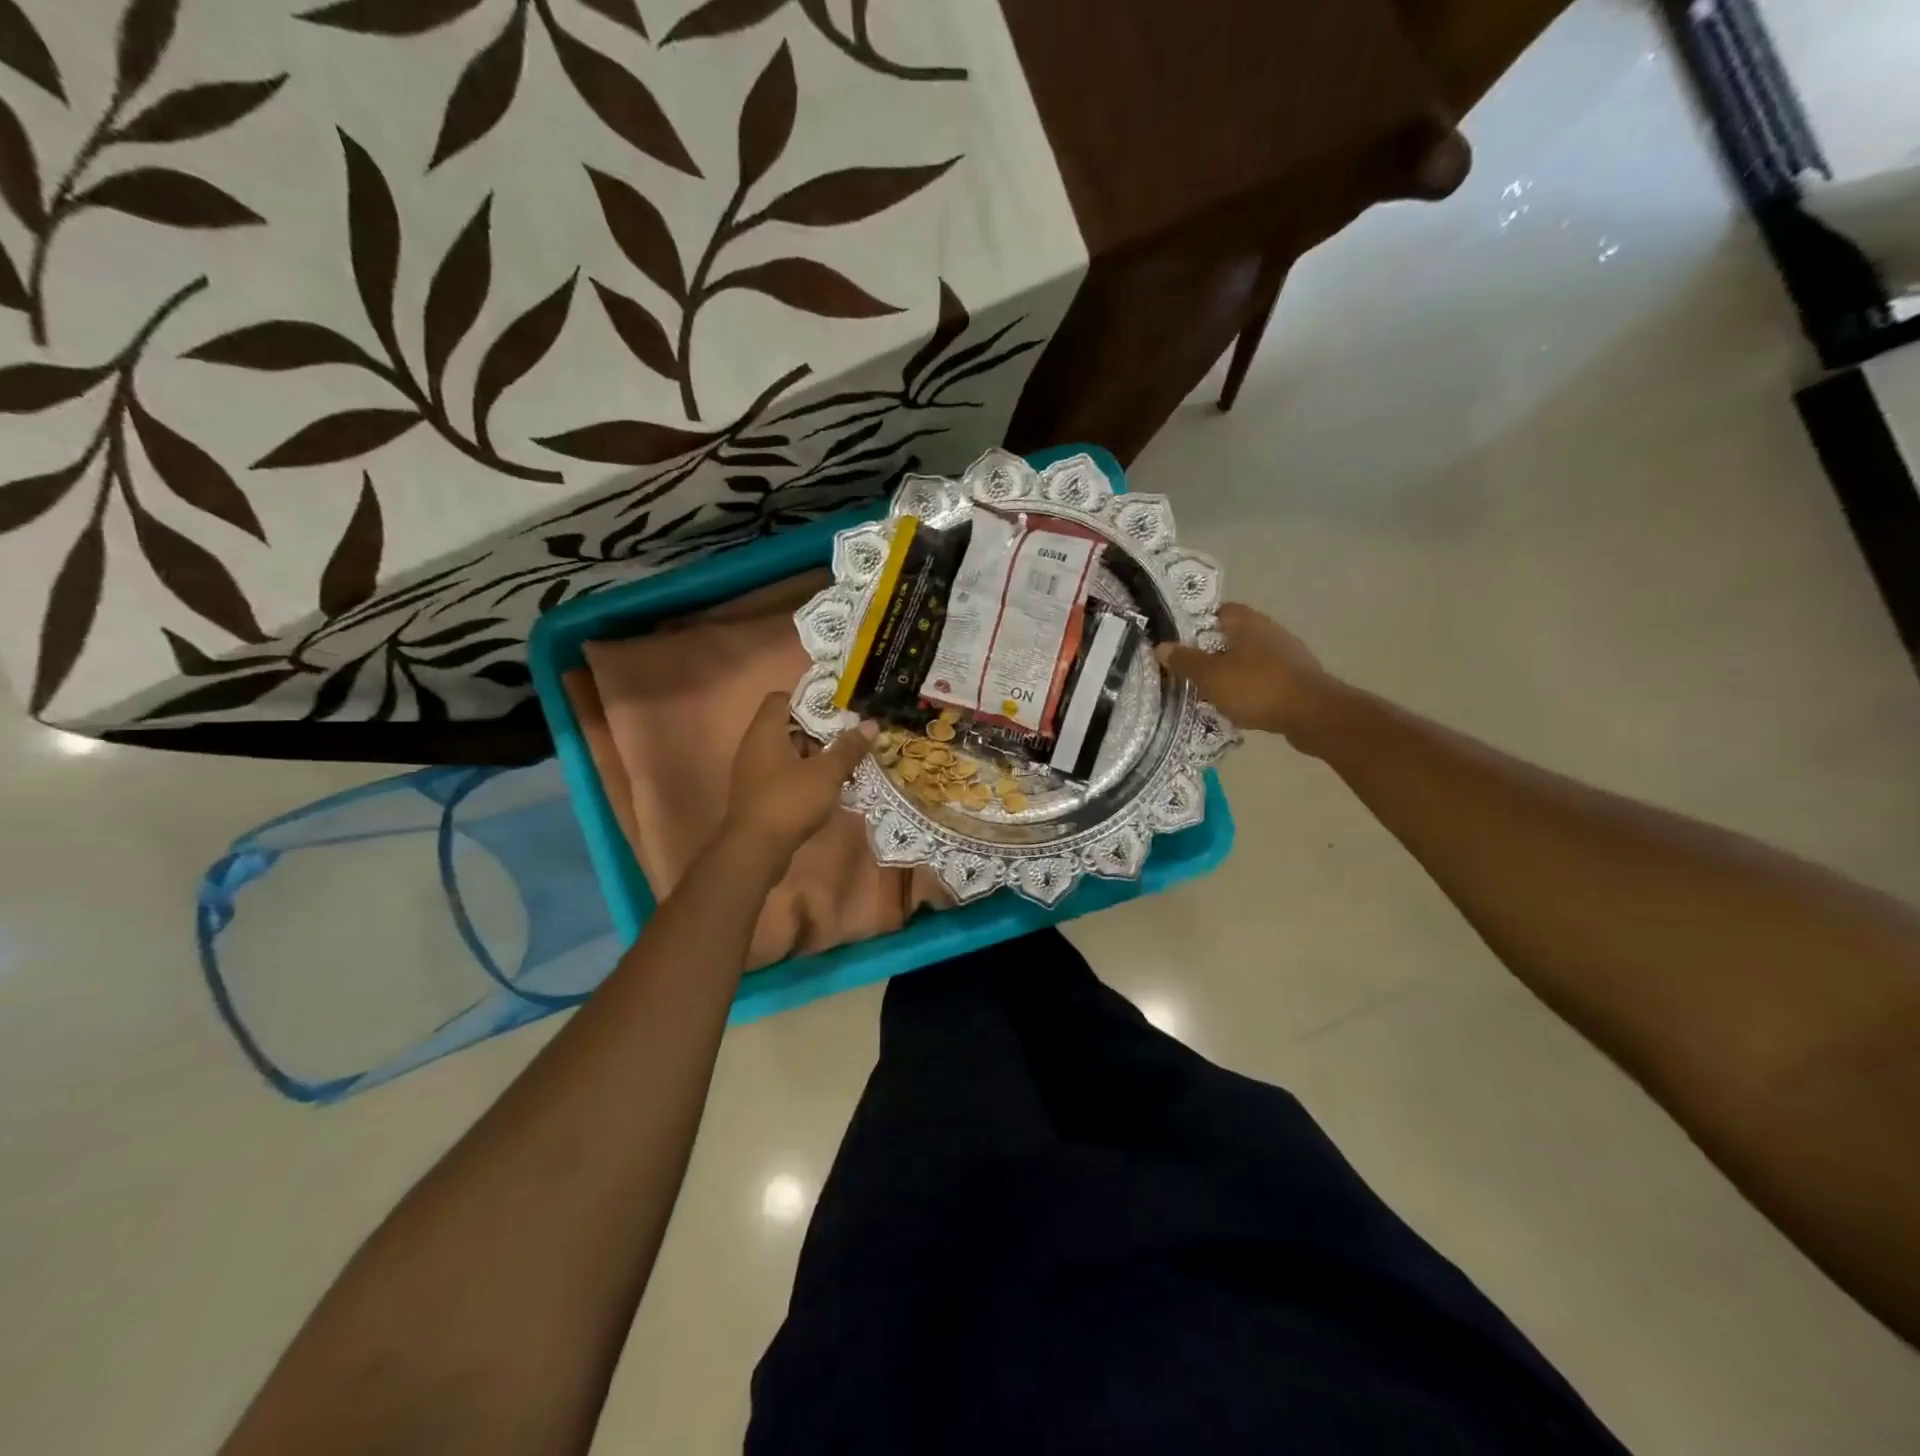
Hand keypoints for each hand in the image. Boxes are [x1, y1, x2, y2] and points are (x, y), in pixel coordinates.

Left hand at [721, 692, 877, 865]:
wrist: (755, 851)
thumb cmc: (789, 802)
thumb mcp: (826, 773)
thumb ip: (848, 748)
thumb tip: (871, 723)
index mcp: (766, 732)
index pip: (780, 698)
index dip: (808, 699)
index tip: (836, 708)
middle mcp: (755, 747)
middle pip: (788, 727)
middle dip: (820, 731)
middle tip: (850, 736)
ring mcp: (755, 773)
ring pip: (789, 754)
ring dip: (816, 757)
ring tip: (847, 762)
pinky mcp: (760, 796)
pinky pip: (785, 776)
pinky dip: (806, 777)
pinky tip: (830, 788)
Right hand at [1156, 602, 1341, 749]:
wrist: (1312, 714)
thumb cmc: (1256, 687)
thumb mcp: (1210, 676)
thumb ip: (1185, 661)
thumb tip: (1161, 646)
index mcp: (1248, 622)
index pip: (1219, 611)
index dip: (1199, 624)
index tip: (1181, 642)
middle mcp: (1270, 631)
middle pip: (1234, 635)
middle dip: (1213, 651)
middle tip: (1191, 669)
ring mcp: (1287, 654)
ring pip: (1250, 657)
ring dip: (1233, 670)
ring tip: (1211, 690)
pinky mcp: (1298, 678)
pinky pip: (1265, 677)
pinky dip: (1250, 687)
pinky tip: (1239, 704)